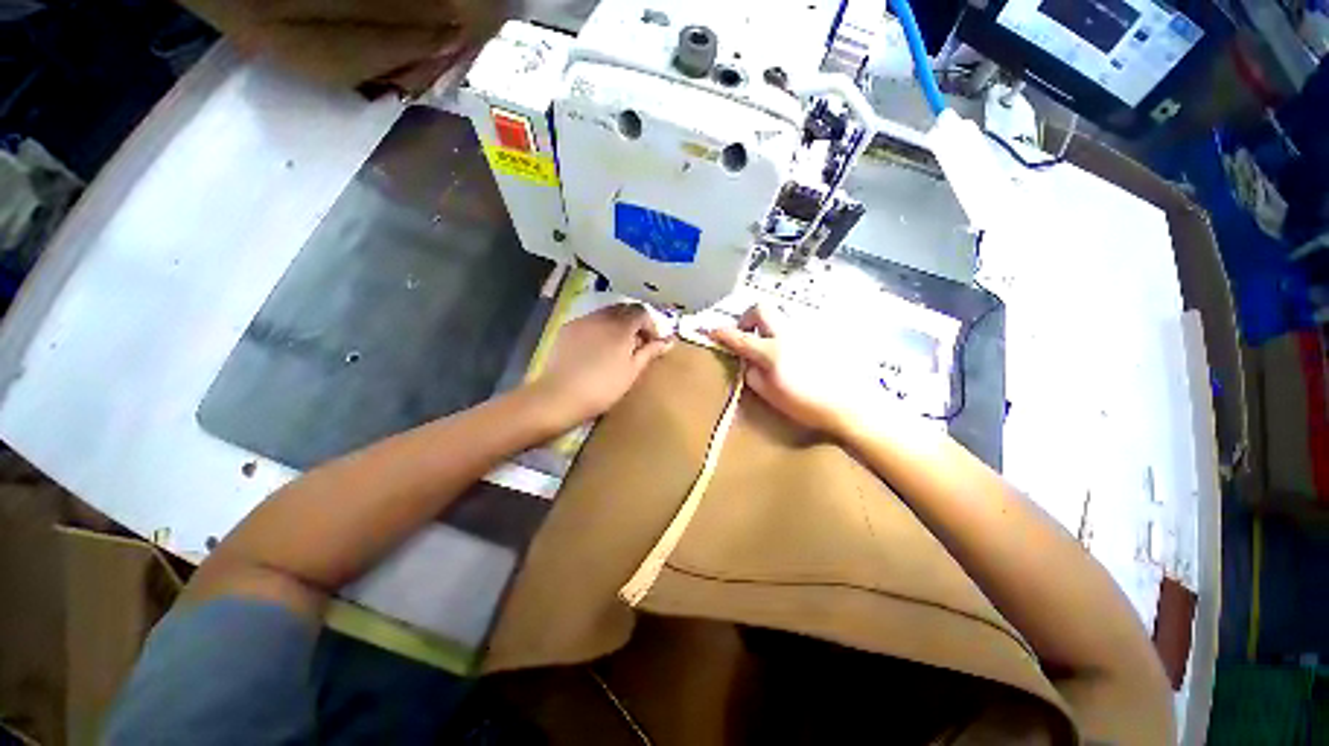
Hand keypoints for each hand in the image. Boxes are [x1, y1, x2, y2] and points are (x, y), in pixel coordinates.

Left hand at [532, 304, 673, 424]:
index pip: (641, 312)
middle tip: (637, 343)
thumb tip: (668, 341)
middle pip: (623, 309)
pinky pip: (590, 321)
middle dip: (634, 322)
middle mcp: (602, 317)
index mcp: (621, 326)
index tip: (653, 342)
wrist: (561, 395)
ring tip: (617, 346)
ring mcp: (582, 321)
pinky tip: (597, 348)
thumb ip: (650, 352)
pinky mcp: (567, 329)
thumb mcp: (632, 371)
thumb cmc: (603, 387)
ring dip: (617, 324)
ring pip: (606, 313)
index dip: (651, 325)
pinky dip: (600, 328)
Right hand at [707, 305, 858, 435]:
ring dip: (768, 325)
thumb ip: (752, 374)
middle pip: (761, 308)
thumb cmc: (808, 405)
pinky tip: (793, 352)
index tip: (713, 331)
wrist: (851, 404)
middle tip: (746, 333)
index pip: (740, 337)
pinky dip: (786, 333)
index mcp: (772, 352)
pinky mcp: (821, 333)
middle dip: (748, 317)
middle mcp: (787, 334)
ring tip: (770, 345)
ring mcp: (806, 331)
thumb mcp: (771, 395)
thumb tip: (746, 360)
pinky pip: (796, 326)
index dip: (723, 333)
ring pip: (780, 316)